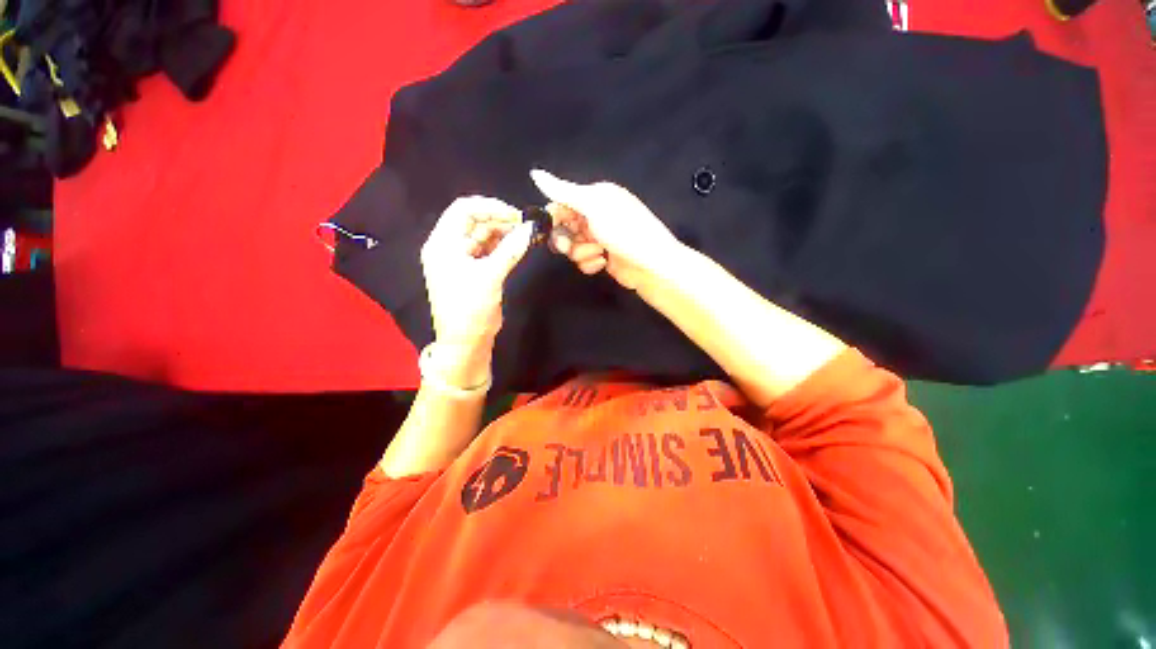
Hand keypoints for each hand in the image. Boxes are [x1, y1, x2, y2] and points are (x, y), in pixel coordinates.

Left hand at [420, 196, 533, 381]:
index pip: (463, 210)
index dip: (489, 207)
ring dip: (502, 232)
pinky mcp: (474, 270)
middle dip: (498, 219)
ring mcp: (462, 259)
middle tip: (524, 225)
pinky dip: (502, 246)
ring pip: (483, 235)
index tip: (515, 215)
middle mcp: (449, 247)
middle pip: (473, 221)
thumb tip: (530, 229)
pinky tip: (517, 245)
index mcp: (443, 244)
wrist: (466, 341)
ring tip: (523, 234)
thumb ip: (510, 250)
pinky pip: (488, 250)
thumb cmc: (470, 308)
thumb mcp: (490, 276)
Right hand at [530, 169, 684, 290]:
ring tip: (600, 252)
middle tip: (568, 246)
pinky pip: (583, 260)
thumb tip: (534, 173)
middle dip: (567, 239)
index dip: (554, 217)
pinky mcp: (602, 257)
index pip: (562, 203)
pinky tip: (604, 262)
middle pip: (564, 227)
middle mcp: (596, 215)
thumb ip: (563, 192)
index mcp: (596, 197)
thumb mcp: (593, 206)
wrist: (651, 265)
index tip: (551, 229)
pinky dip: (591, 263)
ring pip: (572, 247)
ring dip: (582, 252)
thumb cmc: (625, 230)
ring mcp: (599, 238)